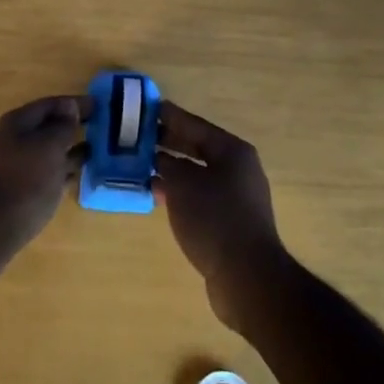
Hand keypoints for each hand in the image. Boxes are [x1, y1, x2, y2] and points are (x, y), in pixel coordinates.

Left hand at [0, 95, 87, 286]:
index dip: (75, 103)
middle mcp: (12, 141)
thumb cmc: (22, 181)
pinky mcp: (16, 192)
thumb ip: (62, 127)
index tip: (100, 105)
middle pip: (46, 128)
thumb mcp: (48, 148)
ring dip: (68, 150)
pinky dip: (61, 171)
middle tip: (102, 128)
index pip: (50, 104)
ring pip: (46, 153)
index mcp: (16, 123)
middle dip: (72, 126)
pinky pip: (44, 174)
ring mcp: (12, 168)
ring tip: (96, 152)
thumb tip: (69, 108)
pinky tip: (77, 177)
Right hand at [155, 102, 285, 328]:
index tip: (148, 108)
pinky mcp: (228, 221)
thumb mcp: (183, 184)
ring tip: (139, 165)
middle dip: (168, 143)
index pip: (196, 125)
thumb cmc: (214, 218)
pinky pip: (198, 196)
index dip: (171, 117)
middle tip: (137, 137)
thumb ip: (168, 165)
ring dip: (170, 170)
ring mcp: (235, 197)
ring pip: (196, 174)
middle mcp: (237, 169)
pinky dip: (178, 192)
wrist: (246, 276)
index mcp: (233, 151)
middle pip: (197, 148)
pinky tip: (155, 194)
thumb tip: (159, 158)